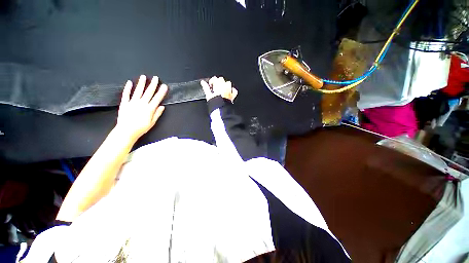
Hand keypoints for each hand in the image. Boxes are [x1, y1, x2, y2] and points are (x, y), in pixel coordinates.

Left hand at [116, 75, 167, 140]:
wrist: (126, 131)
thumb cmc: (141, 128)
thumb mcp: (152, 123)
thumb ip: (157, 114)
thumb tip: (162, 106)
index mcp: (149, 109)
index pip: (157, 98)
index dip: (161, 92)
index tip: (164, 86)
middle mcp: (141, 104)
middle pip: (148, 92)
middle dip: (153, 85)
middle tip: (155, 78)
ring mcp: (132, 102)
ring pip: (138, 91)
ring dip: (141, 83)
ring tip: (143, 76)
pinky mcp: (124, 103)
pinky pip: (126, 94)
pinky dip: (128, 88)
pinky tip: (129, 82)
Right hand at [201, 76, 237, 101]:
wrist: (221, 110)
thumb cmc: (215, 103)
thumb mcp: (208, 95)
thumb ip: (205, 87)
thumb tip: (203, 82)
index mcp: (219, 85)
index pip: (215, 79)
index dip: (211, 82)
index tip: (210, 86)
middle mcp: (225, 86)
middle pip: (221, 80)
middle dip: (218, 83)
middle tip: (215, 88)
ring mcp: (230, 90)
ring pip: (228, 83)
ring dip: (224, 85)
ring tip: (221, 90)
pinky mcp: (233, 95)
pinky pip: (234, 90)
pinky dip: (231, 90)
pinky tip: (228, 92)